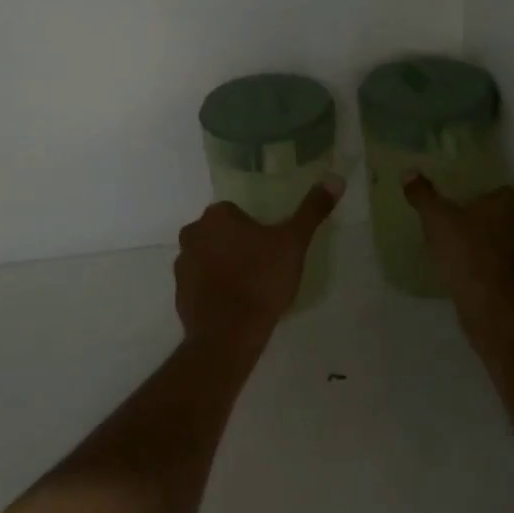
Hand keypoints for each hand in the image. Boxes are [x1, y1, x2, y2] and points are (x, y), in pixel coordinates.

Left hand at [174, 178, 343, 348]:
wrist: (228, 334)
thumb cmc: (261, 280)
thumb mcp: (294, 243)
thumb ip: (312, 210)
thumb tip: (335, 178)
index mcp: (217, 215)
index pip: (237, 212)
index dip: (255, 229)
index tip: (271, 248)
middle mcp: (193, 233)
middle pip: (220, 233)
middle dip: (237, 245)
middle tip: (263, 268)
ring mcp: (182, 264)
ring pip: (208, 257)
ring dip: (223, 266)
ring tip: (249, 289)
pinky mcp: (179, 293)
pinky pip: (200, 283)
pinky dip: (213, 289)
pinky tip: (233, 305)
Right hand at [402, 176, 513, 333]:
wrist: (493, 307)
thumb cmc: (468, 252)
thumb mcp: (437, 219)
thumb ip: (423, 194)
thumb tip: (409, 172)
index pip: (495, 190)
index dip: (473, 199)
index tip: (454, 209)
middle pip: (502, 215)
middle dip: (482, 221)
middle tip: (454, 229)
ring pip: (507, 241)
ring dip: (488, 245)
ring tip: (460, 252)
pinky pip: (508, 264)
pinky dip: (493, 266)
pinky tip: (472, 273)